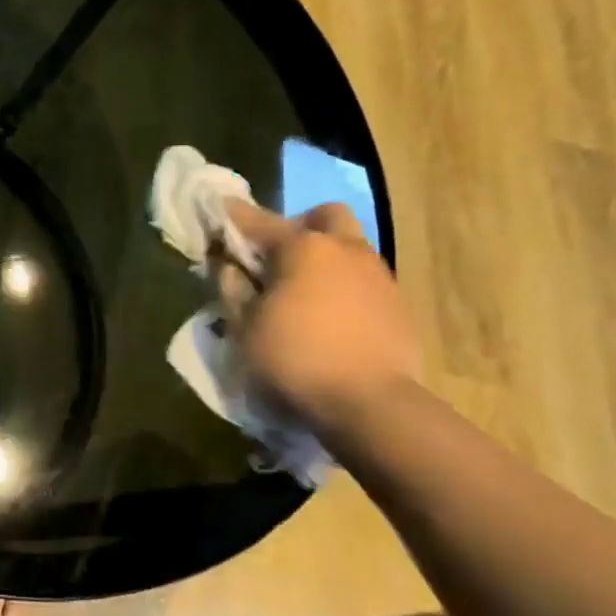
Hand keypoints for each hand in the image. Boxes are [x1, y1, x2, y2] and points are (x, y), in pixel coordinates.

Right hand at [218, 200, 421, 435]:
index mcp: (303, 248)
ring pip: (349, 245)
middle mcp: (345, 248)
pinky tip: (329, 316)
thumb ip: (231, 287)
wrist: (372, 403)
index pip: (257, 220)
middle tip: (276, 256)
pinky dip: (343, 284)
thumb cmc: (294, 358)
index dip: (232, 216)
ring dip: (324, 256)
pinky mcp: (398, 303)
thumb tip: (228, 264)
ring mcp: (378, 274)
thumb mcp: (244, 326)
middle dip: (299, 226)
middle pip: (323, 216)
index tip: (217, 212)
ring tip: (302, 291)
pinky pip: (364, 277)